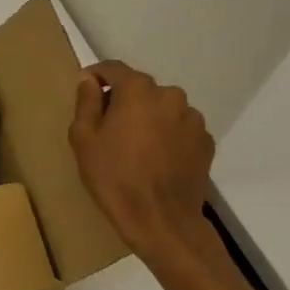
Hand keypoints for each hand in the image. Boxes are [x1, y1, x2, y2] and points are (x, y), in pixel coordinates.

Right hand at [68, 61, 214, 262]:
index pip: (113, 68)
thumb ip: (85, 101)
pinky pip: (178, 127)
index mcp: (138, 90)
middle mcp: (170, 95)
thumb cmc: (114, 176)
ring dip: (146, 116)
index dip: (95, 76)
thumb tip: (89, 80)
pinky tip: (154, 158)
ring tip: (133, 144)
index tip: (83, 91)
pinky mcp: (206, 142)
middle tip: (106, 125)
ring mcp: (193, 119)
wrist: (161, 221)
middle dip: (121, 99)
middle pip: (139, 87)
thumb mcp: (84, 138)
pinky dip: (165, 134)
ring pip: (161, 107)